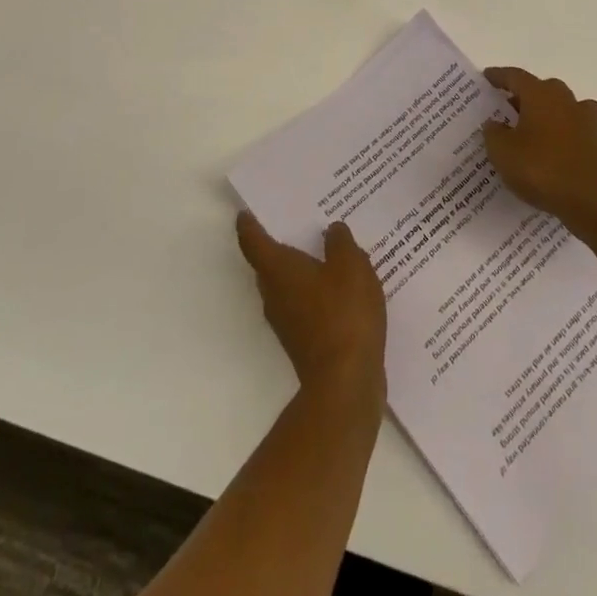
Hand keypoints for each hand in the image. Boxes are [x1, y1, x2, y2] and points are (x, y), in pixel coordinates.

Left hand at [236, 213, 386, 402]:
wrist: (346, 383)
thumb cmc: (343, 314)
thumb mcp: (351, 265)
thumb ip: (340, 242)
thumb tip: (332, 231)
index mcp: (279, 270)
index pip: (254, 242)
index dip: (248, 225)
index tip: (245, 212)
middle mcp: (275, 295)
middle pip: (269, 264)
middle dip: (280, 243)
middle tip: (298, 220)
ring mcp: (287, 322)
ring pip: (288, 286)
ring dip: (301, 269)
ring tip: (326, 249)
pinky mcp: (304, 342)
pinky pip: (305, 305)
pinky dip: (316, 291)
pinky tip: (342, 286)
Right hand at [482, 67, 596, 232]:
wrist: (592, 200)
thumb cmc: (541, 168)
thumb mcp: (502, 153)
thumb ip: (494, 134)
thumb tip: (494, 123)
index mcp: (540, 95)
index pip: (516, 77)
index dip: (500, 76)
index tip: (487, 76)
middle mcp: (566, 102)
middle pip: (545, 89)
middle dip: (527, 96)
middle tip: (510, 109)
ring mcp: (588, 123)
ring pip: (570, 108)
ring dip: (555, 115)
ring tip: (541, 129)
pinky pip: (583, 136)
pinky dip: (572, 140)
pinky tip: (564, 154)